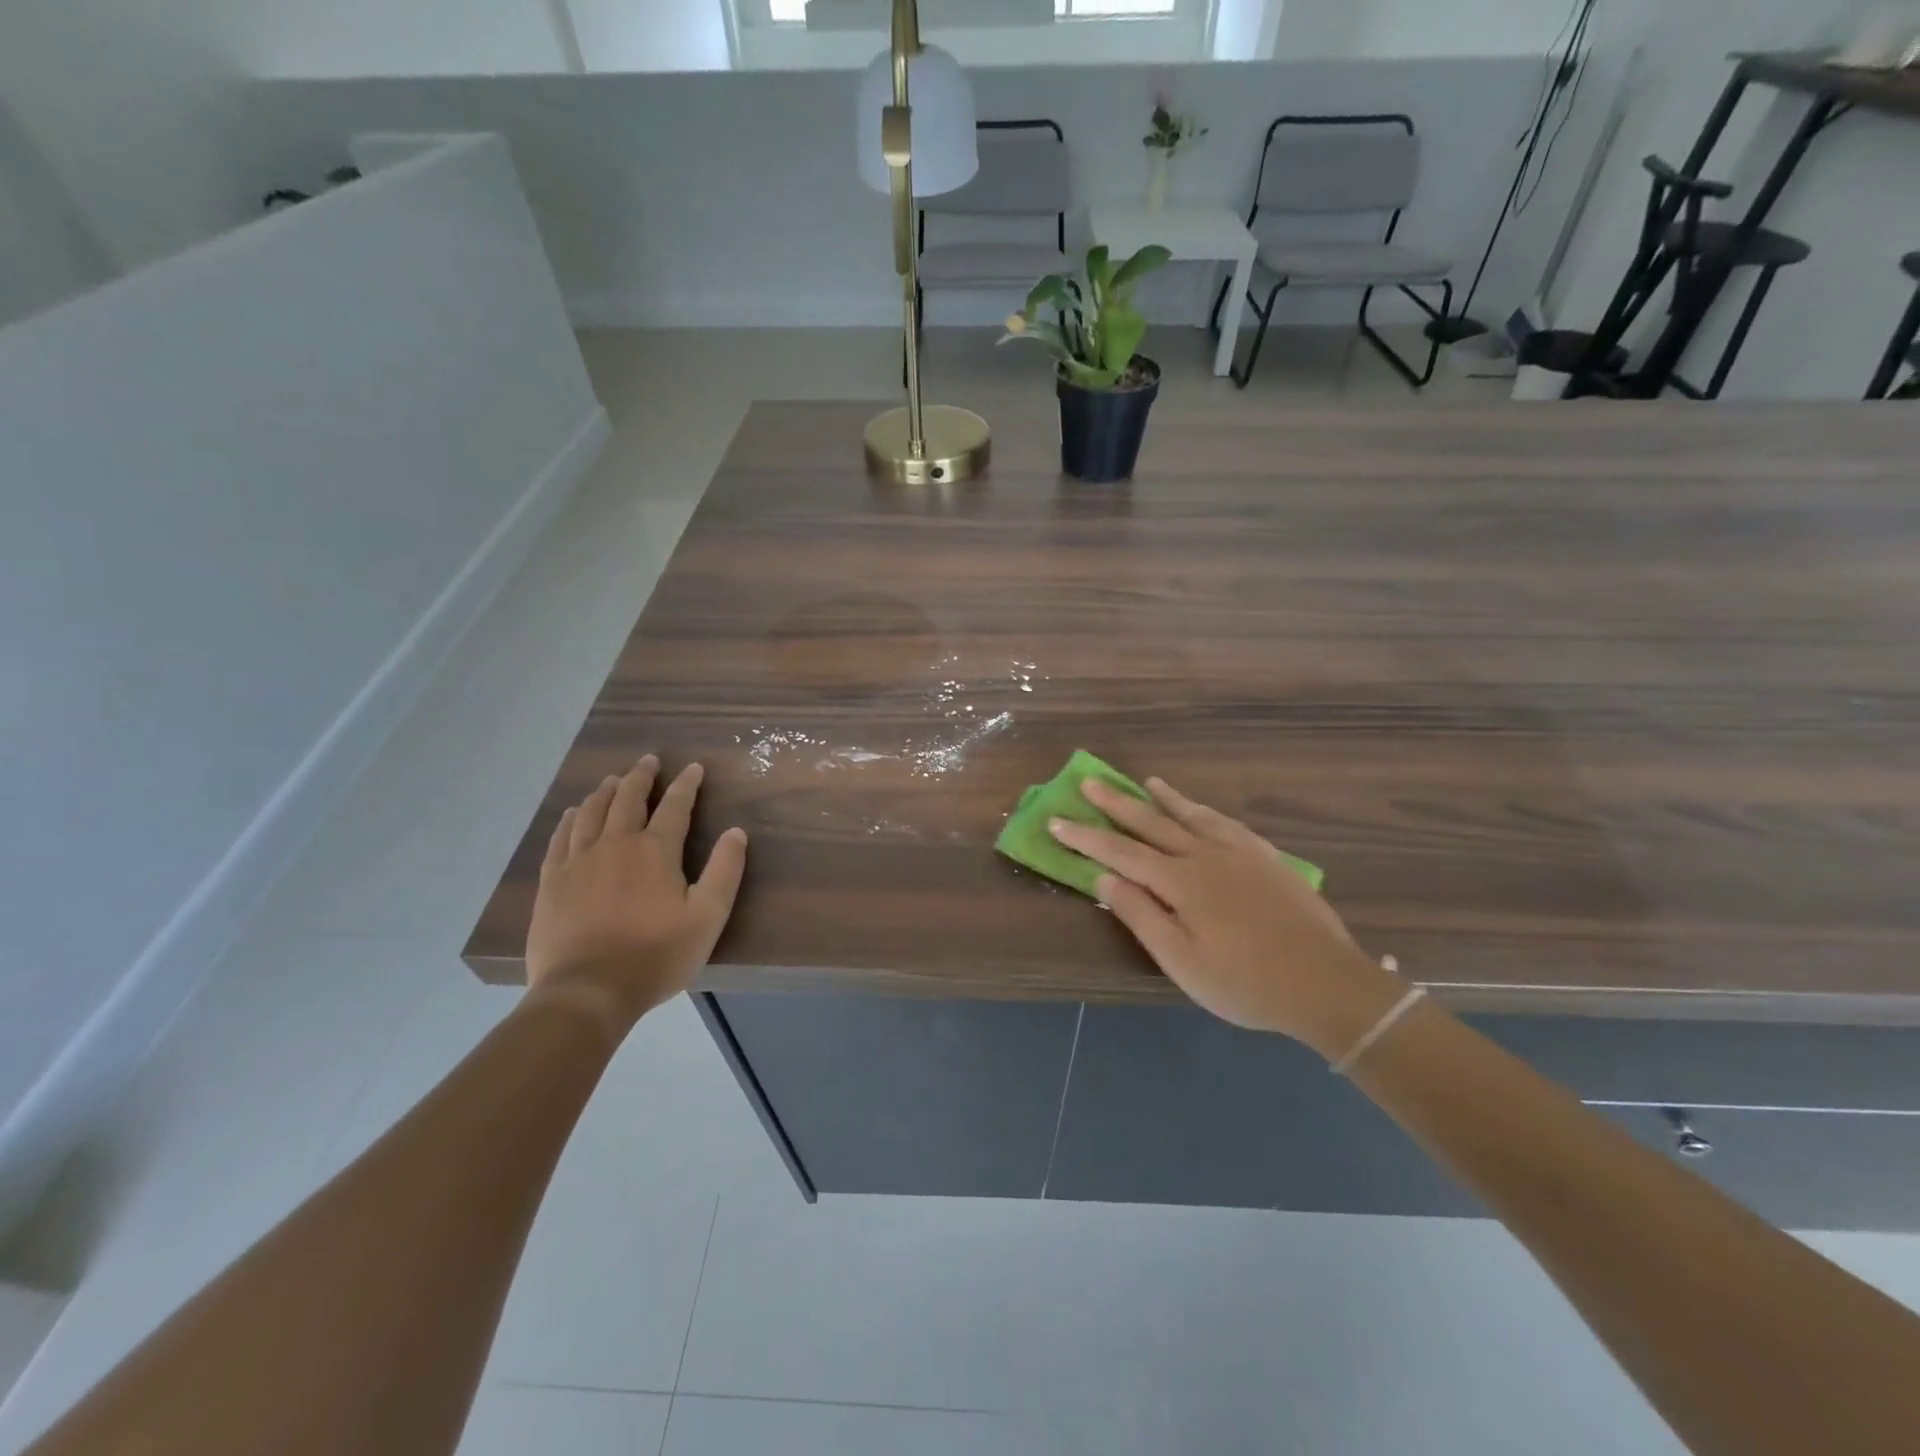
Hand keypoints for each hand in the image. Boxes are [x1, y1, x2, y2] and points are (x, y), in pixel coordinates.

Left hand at [525, 756, 747, 1033]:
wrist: (587, 991)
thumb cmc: (656, 955)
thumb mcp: (708, 917)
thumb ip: (725, 871)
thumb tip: (736, 832)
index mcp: (655, 850)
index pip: (675, 805)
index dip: (686, 784)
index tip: (694, 768)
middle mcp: (615, 844)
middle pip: (627, 799)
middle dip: (641, 776)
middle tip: (649, 761)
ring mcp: (578, 861)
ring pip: (591, 812)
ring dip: (605, 791)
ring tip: (613, 779)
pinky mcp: (552, 882)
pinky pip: (560, 838)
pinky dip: (570, 819)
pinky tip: (573, 813)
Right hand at [1051, 777, 1405, 1058]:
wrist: (1326, 983)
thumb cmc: (1245, 982)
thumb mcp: (1181, 961)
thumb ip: (1141, 915)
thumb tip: (1103, 879)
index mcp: (1179, 882)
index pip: (1120, 853)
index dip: (1085, 838)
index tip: (1056, 821)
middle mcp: (1205, 856)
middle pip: (1152, 823)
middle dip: (1116, 804)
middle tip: (1089, 782)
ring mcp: (1239, 854)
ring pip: (1192, 816)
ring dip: (1165, 798)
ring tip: (1146, 781)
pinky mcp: (1267, 859)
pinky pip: (1228, 824)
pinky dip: (1206, 811)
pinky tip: (1203, 811)